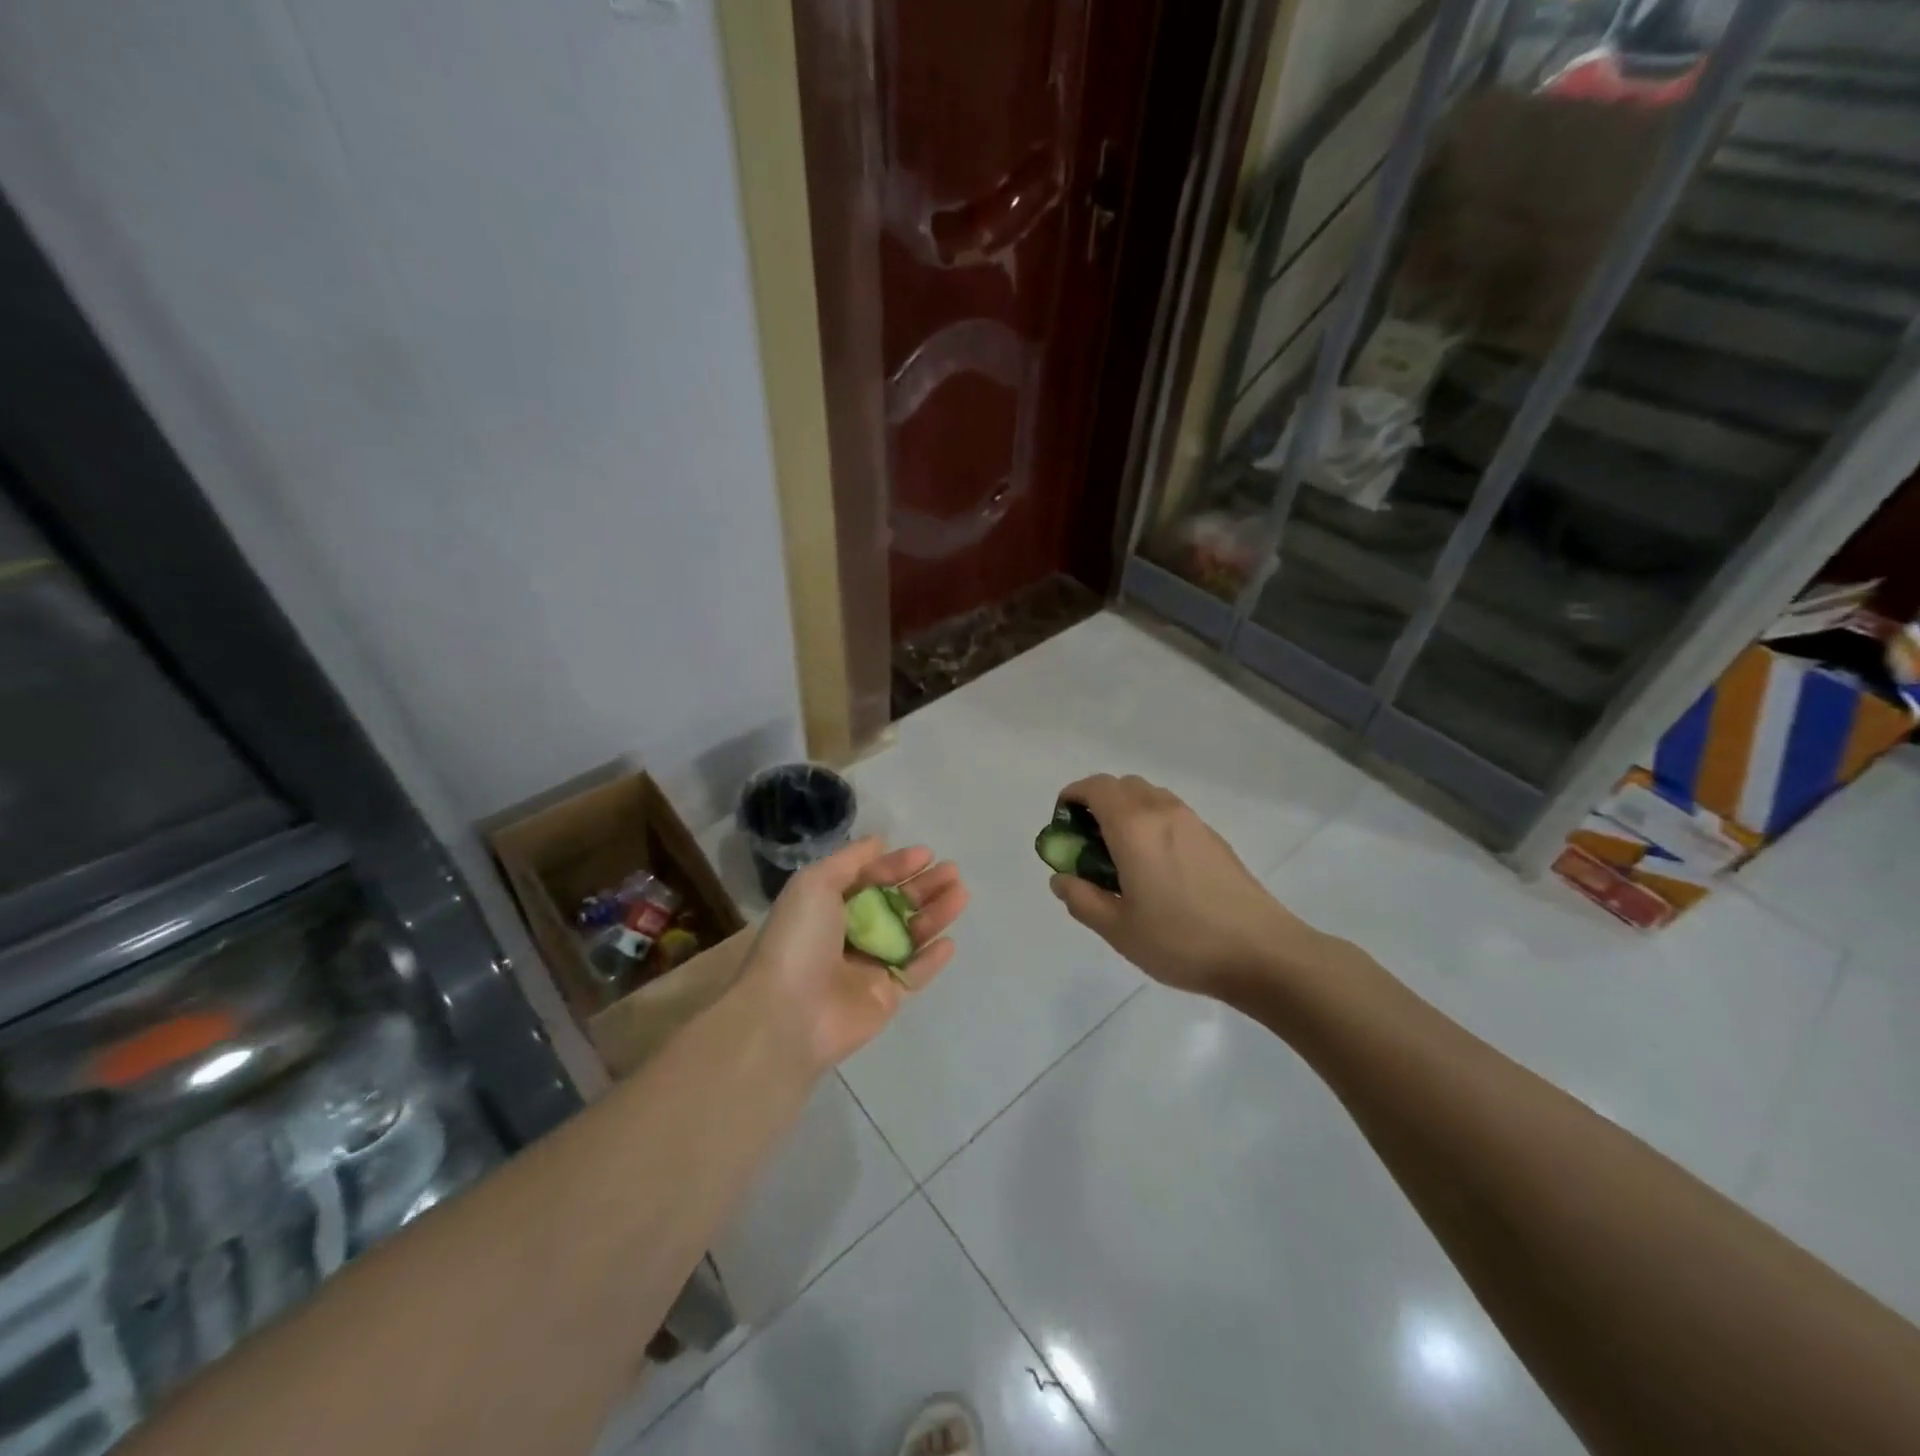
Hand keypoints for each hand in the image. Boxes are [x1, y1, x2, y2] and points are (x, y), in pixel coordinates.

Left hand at [742, 837, 968, 1071]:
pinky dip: (932, 959)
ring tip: (961, 894)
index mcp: (827, 906)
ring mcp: (868, 968)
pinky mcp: (884, 998)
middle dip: (923, 887)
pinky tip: (950, 941)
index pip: (869, 879)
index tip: (926, 854)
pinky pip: (914, 974)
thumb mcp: (814, 883)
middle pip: (894, 905)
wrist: (788, 1013)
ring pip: (910, 936)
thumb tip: (879, 842)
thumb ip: (850, 860)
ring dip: (935, 914)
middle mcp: (849, 934)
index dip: (896, 865)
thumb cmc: (799, 940)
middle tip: (952, 872)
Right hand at [1048, 774, 1325, 999]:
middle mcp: (1163, 811)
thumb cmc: (1181, 940)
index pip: (1095, 787)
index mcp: (1133, 827)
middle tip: (1089, 843)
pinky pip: (1172, 813)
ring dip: (1127, 811)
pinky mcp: (1214, 838)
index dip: (1072, 797)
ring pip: (1150, 796)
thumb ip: (1081, 899)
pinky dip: (1152, 823)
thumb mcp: (1118, 929)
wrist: (1262, 952)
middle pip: (1122, 786)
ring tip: (1122, 856)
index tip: (1063, 825)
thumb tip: (1061, 878)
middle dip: (1098, 803)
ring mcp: (1193, 822)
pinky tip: (1157, 867)